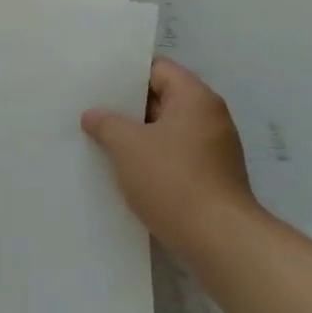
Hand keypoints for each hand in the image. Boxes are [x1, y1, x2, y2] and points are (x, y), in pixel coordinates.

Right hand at [81, 58, 261, 252]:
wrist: (219, 243)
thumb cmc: (173, 181)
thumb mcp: (127, 146)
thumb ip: (106, 123)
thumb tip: (93, 115)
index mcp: (196, 98)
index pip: (157, 69)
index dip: (125, 73)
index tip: (97, 81)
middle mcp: (210, 117)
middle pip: (162, 98)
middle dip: (127, 106)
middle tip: (92, 108)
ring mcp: (213, 149)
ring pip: (166, 129)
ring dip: (138, 134)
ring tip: (101, 138)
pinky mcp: (211, 177)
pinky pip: (174, 154)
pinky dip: (151, 157)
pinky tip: (124, 168)